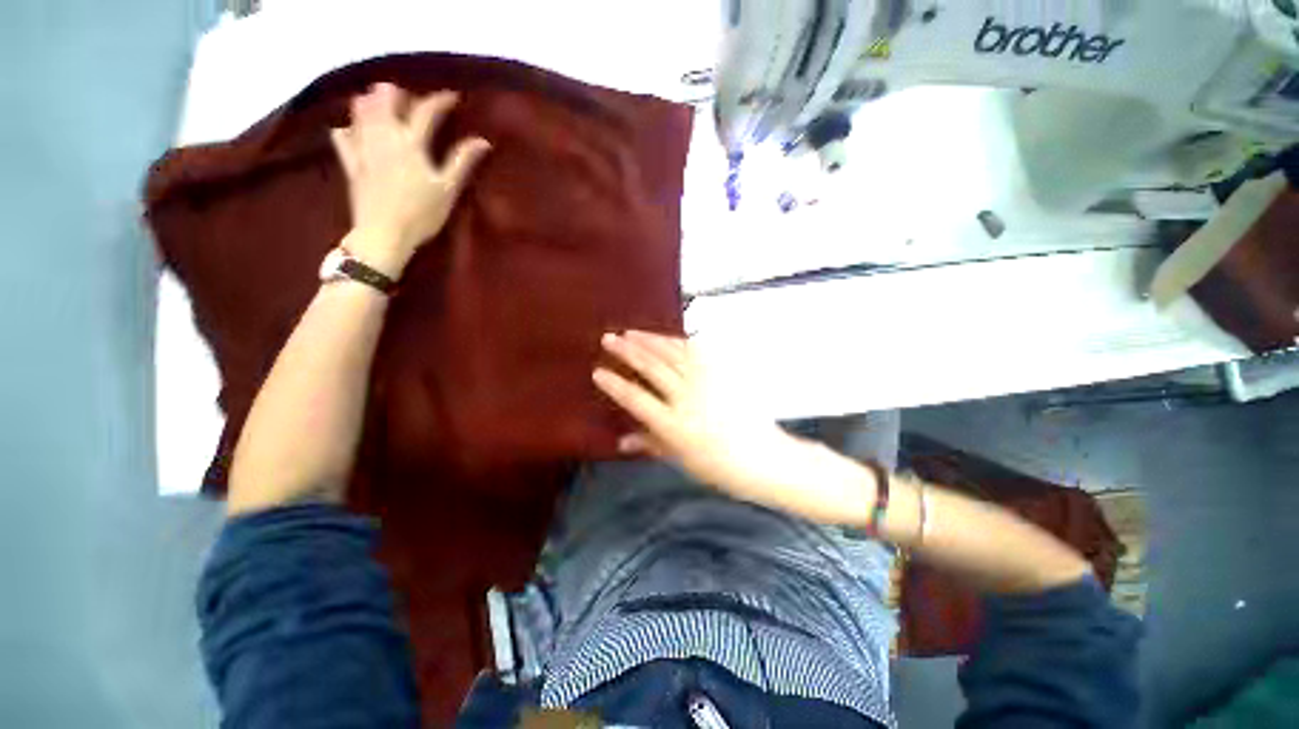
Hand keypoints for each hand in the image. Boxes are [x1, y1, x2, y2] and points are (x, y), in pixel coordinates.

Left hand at [331, 82, 491, 277]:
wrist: (384, 234)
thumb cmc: (422, 214)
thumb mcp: (448, 189)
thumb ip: (462, 162)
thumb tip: (482, 141)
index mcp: (411, 143)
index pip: (426, 111)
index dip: (440, 100)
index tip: (453, 97)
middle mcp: (384, 137)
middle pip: (384, 99)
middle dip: (396, 93)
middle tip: (410, 100)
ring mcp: (363, 147)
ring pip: (360, 110)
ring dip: (372, 103)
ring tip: (384, 108)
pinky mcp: (350, 162)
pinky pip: (343, 135)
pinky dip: (350, 128)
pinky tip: (355, 130)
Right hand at [593, 331, 876, 523]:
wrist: (762, 458)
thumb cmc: (718, 466)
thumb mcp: (679, 458)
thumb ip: (650, 444)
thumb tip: (621, 441)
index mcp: (673, 425)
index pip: (636, 398)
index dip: (615, 384)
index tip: (598, 372)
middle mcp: (687, 398)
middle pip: (651, 368)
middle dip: (627, 351)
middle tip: (609, 338)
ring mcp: (707, 382)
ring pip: (671, 353)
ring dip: (649, 340)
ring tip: (631, 332)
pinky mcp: (722, 373)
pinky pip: (697, 351)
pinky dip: (678, 341)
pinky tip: (667, 337)